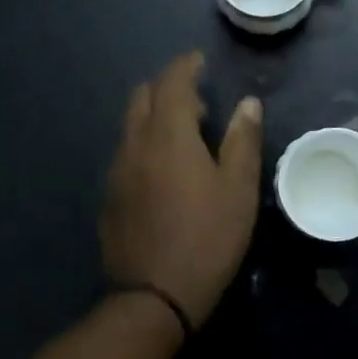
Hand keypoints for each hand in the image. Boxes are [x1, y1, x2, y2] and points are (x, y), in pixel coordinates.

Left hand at [100, 51, 262, 327]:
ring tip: (184, 137)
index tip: (200, 61)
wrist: (152, 296)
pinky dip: (145, 145)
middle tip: (197, 102)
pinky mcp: (109, 197)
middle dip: (168, 87)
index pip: (172, 82)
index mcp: (168, 135)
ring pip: (131, 126)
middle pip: (142, 97)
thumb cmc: (207, 238)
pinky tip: (164, 173)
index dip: (186, 65)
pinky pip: (126, 153)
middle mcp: (134, 144)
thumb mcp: (238, 190)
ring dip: (155, 117)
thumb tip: (247, 103)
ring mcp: (116, 171)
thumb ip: (242, 140)